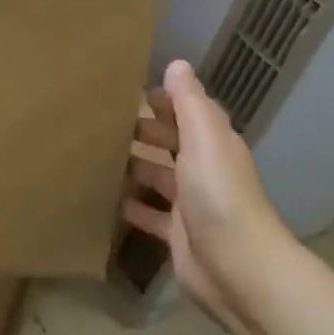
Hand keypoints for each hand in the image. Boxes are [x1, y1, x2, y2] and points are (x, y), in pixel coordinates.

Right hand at [122, 60, 297, 334]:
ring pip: (157, 175)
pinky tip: (105, 198)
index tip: (126, 87)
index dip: (163, 98)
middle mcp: (203, 168)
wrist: (239, 270)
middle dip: (142, 130)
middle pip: (169, 141)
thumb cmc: (219, 194)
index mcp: (213, 143)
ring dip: (133, 165)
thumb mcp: (204, 138)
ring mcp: (190, 203)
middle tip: (100, 119)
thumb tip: (177, 64)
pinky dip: (131, 205)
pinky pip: (149, 214)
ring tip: (94, 153)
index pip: (187, 110)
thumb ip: (189, 101)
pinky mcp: (177, 234)